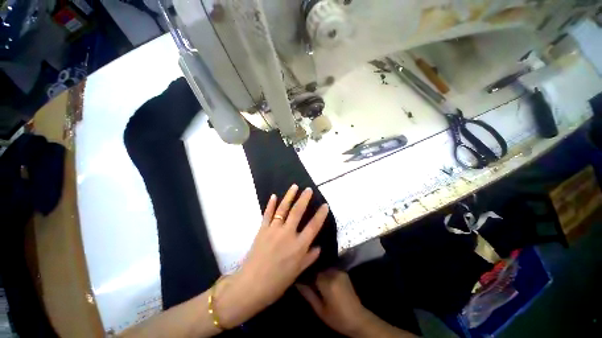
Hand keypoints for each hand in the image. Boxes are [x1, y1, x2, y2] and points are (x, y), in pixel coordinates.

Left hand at [216, 184, 329, 327]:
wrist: (253, 283)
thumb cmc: (278, 281)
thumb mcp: (297, 272)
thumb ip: (308, 258)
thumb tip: (318, 247)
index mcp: (300, 246)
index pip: (314, 226)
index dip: (320, 215)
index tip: (325, 205)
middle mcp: (288, 234)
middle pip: (298, 212)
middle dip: (304, 199)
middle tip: (309, 189)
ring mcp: (273, 230)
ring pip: (283, 209)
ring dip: (289, 197)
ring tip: (294, 187)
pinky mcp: (261, 231)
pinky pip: (267, 214)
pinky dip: (270, 205)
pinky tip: (274, 196)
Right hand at [297, 269, 368, 336]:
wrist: (358, 319)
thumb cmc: (337, 317)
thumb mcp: (319, 309)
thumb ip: (308, 294)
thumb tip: (297, 283)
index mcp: (328, 282)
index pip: (310, 272)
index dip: (302, 276)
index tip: (295, 280)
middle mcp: (335, 274)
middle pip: (317, 269)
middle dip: (309, 274)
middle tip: (301, 283)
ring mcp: (342, 274)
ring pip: (323, 270)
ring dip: (316, 275)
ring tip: (309, 284)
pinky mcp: (345, 276)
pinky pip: (330, 272)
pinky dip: (324, 276)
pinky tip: (319, 285)